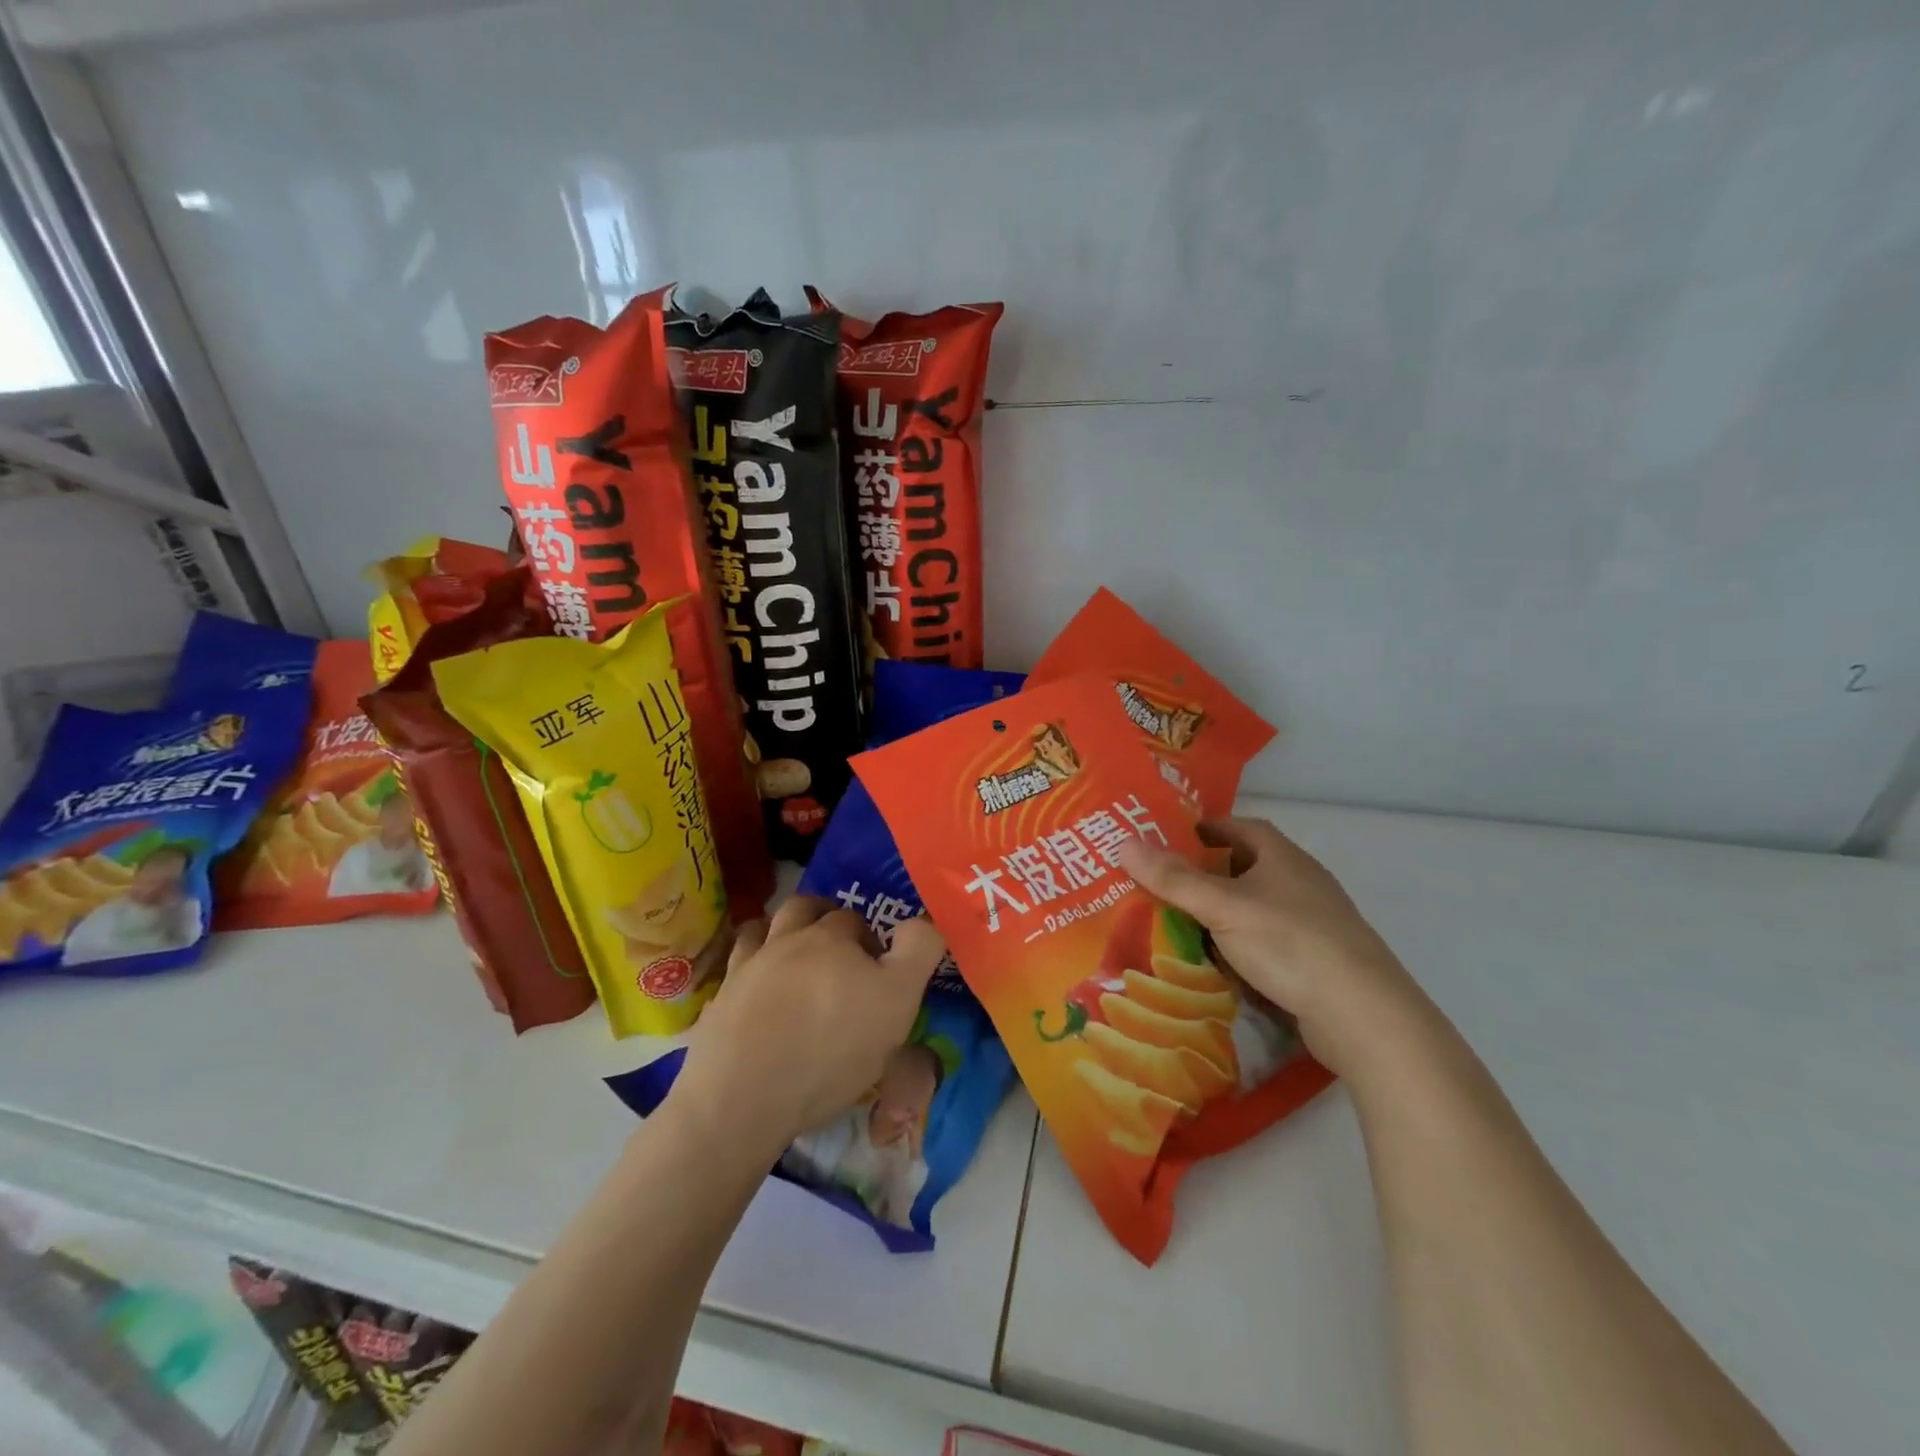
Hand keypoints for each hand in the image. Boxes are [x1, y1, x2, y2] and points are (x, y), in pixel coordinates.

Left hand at [670, 897, 943, 1159]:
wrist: (743, 1096)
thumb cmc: (831, 1049)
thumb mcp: (897, 1001)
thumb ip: (918, 951)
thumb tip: (923, 919)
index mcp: (832, 937)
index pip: (855, 919)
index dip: (869, 939)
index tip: (877, 972)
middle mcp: (788, 938)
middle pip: (806, 909)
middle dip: (824, 918)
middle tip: (838, 953)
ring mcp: (748, 965)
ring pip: (765, 925)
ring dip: (782, 929)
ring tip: (794, 953)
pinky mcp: (720, 996)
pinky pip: (735, 959)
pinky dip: (749, 958)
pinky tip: (756, 976)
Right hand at [1118, 817, 1440, 1082]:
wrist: (1363, 1016)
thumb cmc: (1290, 943)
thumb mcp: (1223, 907)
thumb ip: (1174, 878)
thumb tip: (1124, 843)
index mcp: (1283, 857)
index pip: (1241, 827)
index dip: (1207, 828)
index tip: (1171, 837)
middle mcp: (1301, 883)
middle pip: (1247, 867)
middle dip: (1206, 873)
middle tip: (1163, 883)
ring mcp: (1313, 923)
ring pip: (1255, 908)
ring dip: (1221, 913)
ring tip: (1179, 923)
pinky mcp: (1316, 961)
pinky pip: (1266, 942)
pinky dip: (1239, 945)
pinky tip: (1216, 963)